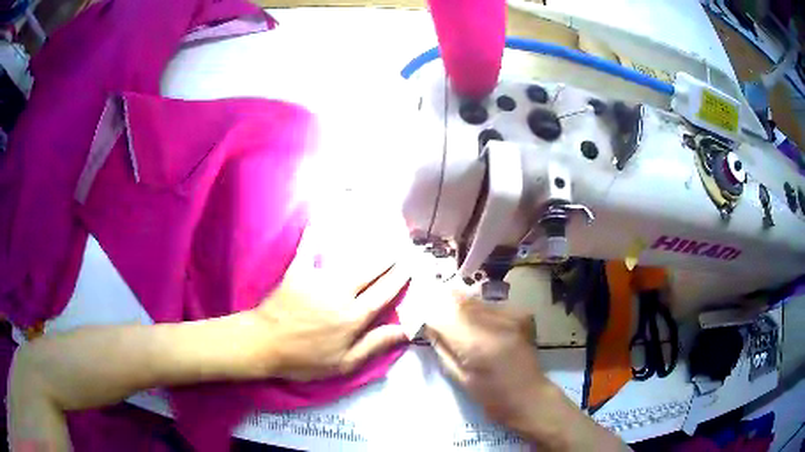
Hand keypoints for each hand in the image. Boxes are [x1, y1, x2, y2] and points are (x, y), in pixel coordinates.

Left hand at [250, 233, 410, 381]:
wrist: (263, 344)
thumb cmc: (304, 359)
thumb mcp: (343, 364)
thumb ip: (374, 345)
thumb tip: (405, 330)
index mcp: (353, 317)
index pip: (383, 294)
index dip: (399, 279)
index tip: (410, 265)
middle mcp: (340, 294)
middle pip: (370, 272)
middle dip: (388, 259)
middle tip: (402, 247)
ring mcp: (318, 280)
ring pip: (348, 260)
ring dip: (366, 249)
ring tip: (379, 236)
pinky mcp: (298, 272)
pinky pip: (309, 249)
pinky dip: (315, 235)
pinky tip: (319, 221)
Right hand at [423, 290, 547, 432]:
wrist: (529, 395)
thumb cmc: (492, 396)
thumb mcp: (460, 378)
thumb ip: (443, 349)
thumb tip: (428, 326)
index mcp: (477, 345)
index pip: (442, 316)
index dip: (427, 313)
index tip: (415, 314)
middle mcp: (495, 322)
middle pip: (458, 301)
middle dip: (440, 303)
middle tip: (428, 307)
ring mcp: (511, 315)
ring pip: (474, 299)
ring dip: (458, 304)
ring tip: (449, 312)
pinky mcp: (520, 313)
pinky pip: (489, 304)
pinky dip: (477, 309)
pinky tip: (474, 320)